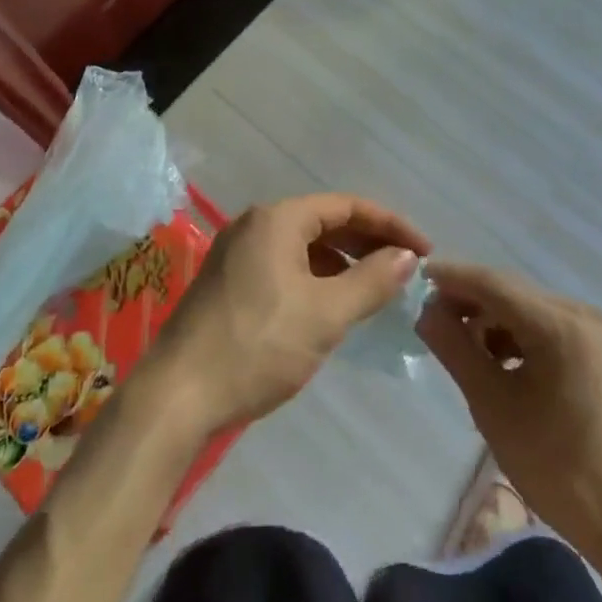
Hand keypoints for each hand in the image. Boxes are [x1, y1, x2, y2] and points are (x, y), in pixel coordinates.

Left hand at [149, 194, 430, 434]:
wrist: (177, 395)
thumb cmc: (258, 346)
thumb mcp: (325, 314)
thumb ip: (371, 281)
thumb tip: (407, 256)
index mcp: (278, 219)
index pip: (346, 205)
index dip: (389, 224)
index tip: (424, 250)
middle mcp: (255, 223)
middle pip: (323, 220)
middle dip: (367, 241)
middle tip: (404, 267)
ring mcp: (237, 251)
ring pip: (302, 244)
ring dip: (341, 260)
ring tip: (374, 287)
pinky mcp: (228, 280)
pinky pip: (283, 263)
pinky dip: (314, 276)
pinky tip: (330, 304)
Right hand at [419, 262, 601, 552]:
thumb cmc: (557, 468)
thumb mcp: (493, 406)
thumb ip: (455, 349)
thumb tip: (426, 311)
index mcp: (561, 325)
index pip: (494, 284)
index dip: (453, 277)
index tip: (418, 276)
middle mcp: (584, 314)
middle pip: (513, 291)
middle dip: (471, 300)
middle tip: (434, 317)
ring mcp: (600, 331)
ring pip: (530, 308)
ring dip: (494, 319)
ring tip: (465, 347)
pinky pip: (551, 325)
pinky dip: (521, 334)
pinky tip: (501, 361)